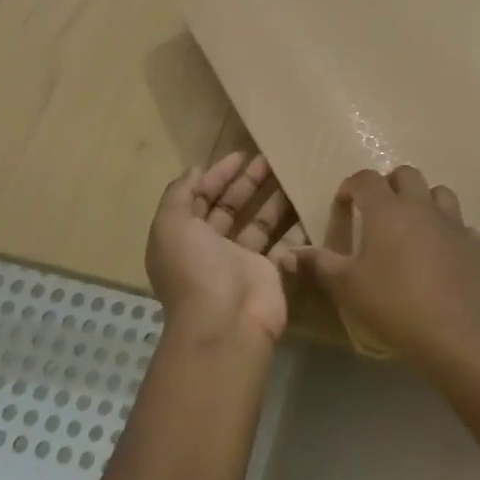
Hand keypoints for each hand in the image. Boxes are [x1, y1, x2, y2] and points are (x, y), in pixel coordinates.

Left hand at [146, 152, 298, 345]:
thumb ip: (179, 195)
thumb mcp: (170, 226)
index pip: (200, 199)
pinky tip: (308, 202)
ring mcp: (243, 263)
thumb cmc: (195, 270)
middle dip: (247, 182)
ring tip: (292, 174)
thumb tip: (195, 171)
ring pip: (260, 223)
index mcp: (185, 238)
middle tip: (269, 158)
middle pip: (231, 208)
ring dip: (273, 199)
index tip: (240, 155)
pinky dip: (296, 226)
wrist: (225, 325)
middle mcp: (212, 249)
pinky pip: (285, 243)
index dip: (216, 176)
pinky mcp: (272, 273)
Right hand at [282, 165, 479, 370]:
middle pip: (406, 174)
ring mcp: (452, 222)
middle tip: (377, 209)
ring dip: (423, 200)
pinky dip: (447, 230)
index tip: (343, 204)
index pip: (365, 179)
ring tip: (411, 224)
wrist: (456, 333)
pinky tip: (440, 251)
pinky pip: (460, 224)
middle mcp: (420, 205)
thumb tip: (286, 253)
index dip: (351, 185)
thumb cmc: (394, 304)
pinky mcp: (473, 244)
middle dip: (389, 184)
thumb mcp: (347, 287)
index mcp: (386, 209)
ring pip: (438, 192)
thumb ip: (318, 264)